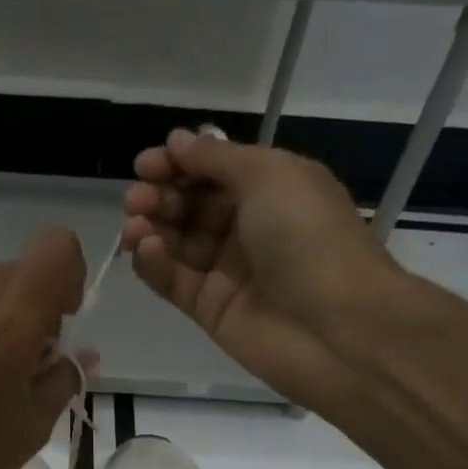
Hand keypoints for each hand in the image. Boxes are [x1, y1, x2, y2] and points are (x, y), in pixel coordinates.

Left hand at [0, 229, 88, 468]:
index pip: (55, 247)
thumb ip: (64, 376)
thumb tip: (79, 353)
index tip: (63, 320)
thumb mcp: (34, 426)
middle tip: (31, 358)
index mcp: (10, 322)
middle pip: (19, 268)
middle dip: (36, 302)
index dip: (69, 275)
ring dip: (3, 313)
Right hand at [122, 128, 411, 409]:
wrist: (335, 327)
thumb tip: (177, 141)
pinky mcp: (209, 310)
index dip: (179, 164)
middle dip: (160, 196)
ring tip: (133, 226)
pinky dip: (154, 264)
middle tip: (136, 199)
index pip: (214, 170)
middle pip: (191, 206)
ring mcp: (227, 271)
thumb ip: (217, 158)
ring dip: (151, 228)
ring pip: (176, 244)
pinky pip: (173, 281)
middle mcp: (248, 227)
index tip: (146, 165)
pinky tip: (145, 249)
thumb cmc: (308, 236)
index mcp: (272, 189)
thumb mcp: (268, 175)